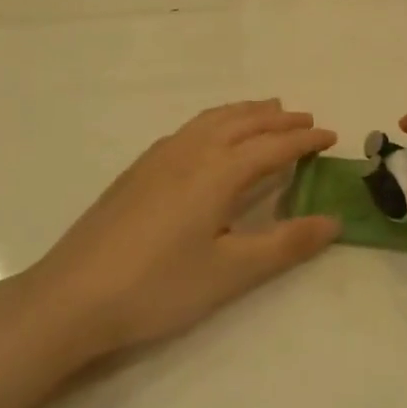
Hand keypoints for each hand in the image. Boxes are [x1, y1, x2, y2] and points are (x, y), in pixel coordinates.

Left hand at [27, 101, 338, 358]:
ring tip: (267, 111)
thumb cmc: (159, 286)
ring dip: (246, 112)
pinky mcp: (139, 169)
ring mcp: (160, 156)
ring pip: (213, 119)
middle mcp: (192, 151)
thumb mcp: (231, 273)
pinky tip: (211, 136)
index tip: (332, 136)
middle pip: (244, 122)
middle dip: (279, 120)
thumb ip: (285, 244)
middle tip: (306, 119)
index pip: (273, 147)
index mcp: (219, 171)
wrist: (73, 296)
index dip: (305, 141)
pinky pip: (191, 128)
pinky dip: (216, 120)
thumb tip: (334, 221)